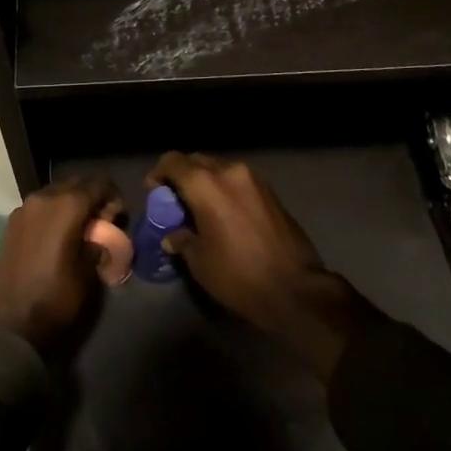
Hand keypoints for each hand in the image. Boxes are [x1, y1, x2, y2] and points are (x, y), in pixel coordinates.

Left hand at [0, 178, 122, 360]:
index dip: (112, 196)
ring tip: (79, 228)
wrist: (7, 323)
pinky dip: (52, 213)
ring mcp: (22, 209)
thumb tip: (100, 236)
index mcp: (66, 205)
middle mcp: (43, 198)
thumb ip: (97, 245)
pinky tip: (57, 236)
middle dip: (91, 196)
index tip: (119, 216)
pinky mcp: (10, 223)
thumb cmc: (54, 297)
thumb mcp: (87, 273)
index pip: (97, 185)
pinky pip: (38, 208)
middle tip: (101, 220)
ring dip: (70, 204)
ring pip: (54, 194)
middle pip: (74, 184)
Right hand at [148, 152, 379, 380]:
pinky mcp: (271, 191)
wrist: (296, 290)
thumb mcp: (200, 262)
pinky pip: (238, 180)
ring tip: (201, 208)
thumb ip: (182, 240)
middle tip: (176, 201)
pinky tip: (225, 214)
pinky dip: (226, 189)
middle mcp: (230, 171)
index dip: (159, 173)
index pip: (173, 161)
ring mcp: (254, 179)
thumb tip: (173, 235)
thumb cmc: (239, 276)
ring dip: (206, 181)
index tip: (155, 192)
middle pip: (197, 160)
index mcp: (206, 185)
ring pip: (220, 168)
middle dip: (182, 175)